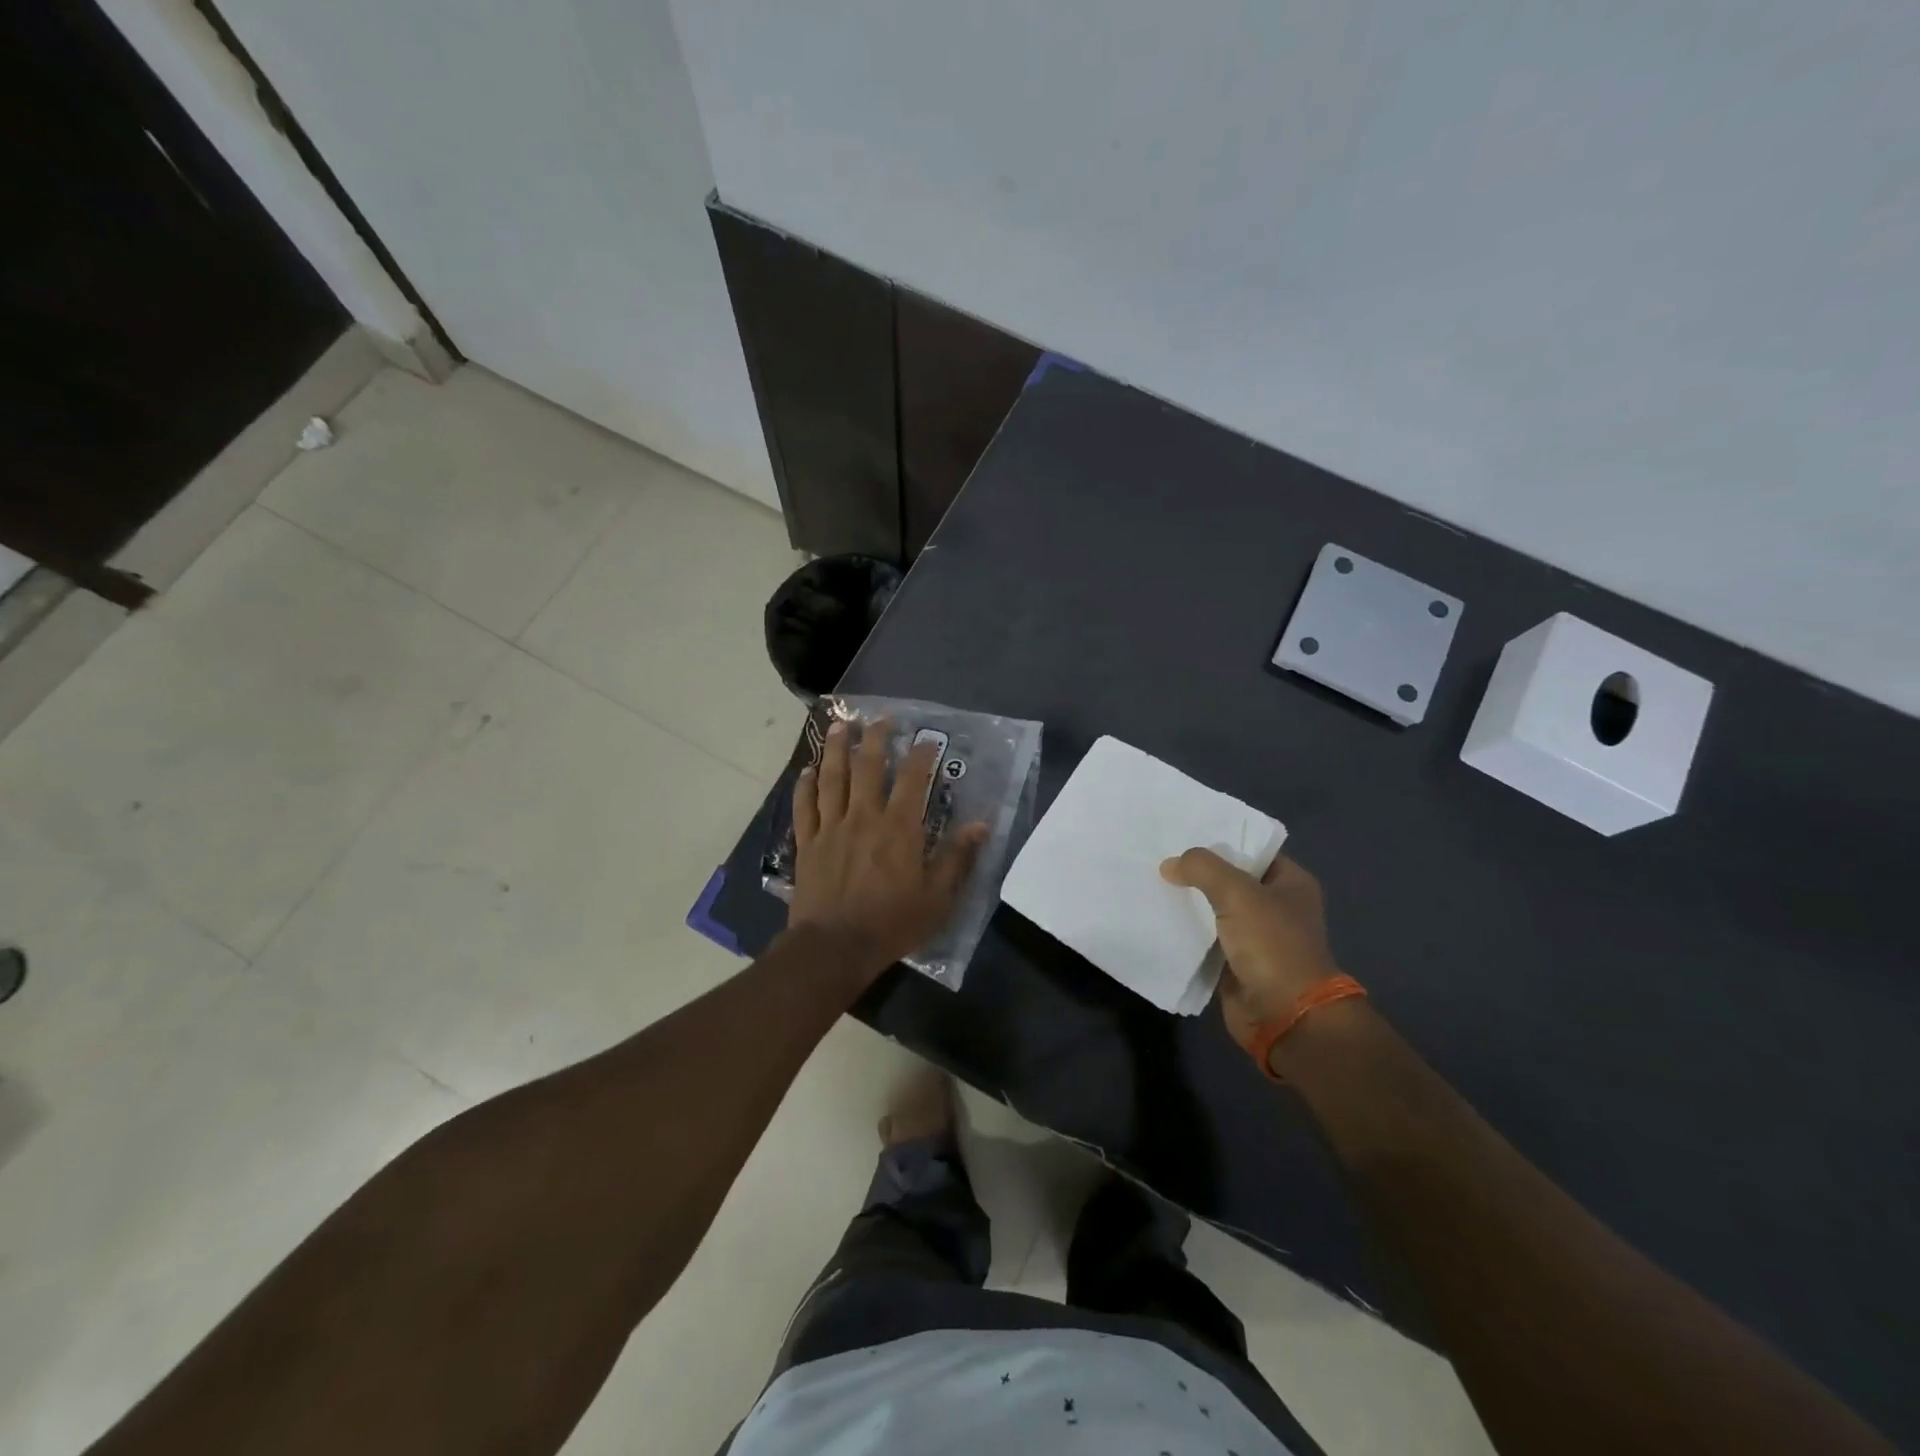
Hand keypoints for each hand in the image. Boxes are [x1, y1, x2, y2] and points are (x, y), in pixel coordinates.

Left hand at [789, 718, 988, 981]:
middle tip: (879, 718)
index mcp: (899, 827)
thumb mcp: (938, 897)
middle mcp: (864, 816)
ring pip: (832, 777)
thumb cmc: (892, 923)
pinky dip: (805, 785)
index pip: (912, 778)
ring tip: (840, 725)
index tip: (927, 738)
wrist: (835, 947)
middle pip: (867, 766)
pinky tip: (807, 770)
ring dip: (836, 748)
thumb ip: (958, 858)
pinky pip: (804, 806)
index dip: (921, 754)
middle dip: (875, 738)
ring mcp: (831, 827)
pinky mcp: (808, 843)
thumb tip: (982, 824)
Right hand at [1160, 849, 1338, 1055]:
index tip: (1184, 830)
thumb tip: (1170, 865)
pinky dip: (1186, 930)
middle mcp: (1275, 906)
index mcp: (1291, 883)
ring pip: (1214, 908)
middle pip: (1230, 878)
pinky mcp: (1235, 961)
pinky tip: (1157, 915)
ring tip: (1151, 881)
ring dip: (1189, 900)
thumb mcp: (1238, 893)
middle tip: (1160, 854)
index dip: (1222, 839)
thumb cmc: (1272, 945)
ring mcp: (1255, 936)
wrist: (1284, 1015)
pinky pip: (1205, 937)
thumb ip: (1203, 869)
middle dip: (1198, 871)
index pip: (1253, 849)